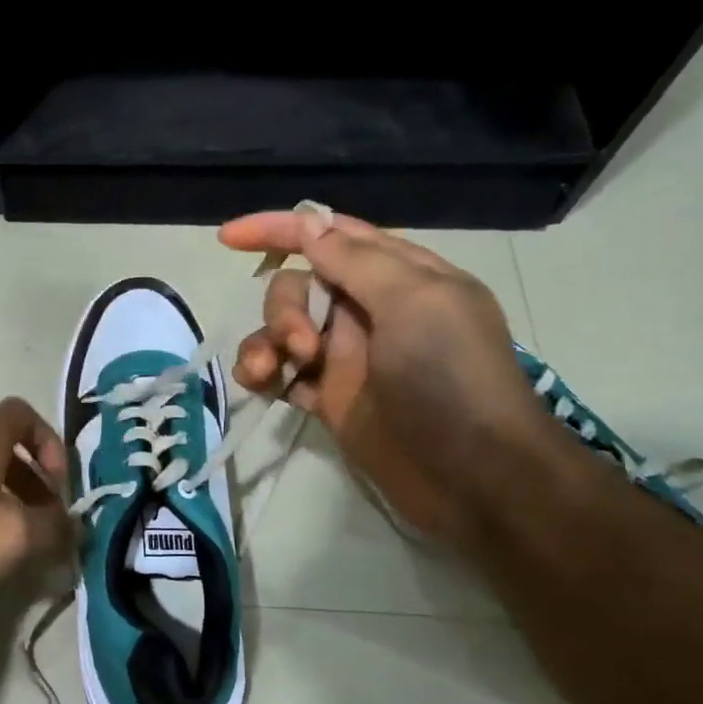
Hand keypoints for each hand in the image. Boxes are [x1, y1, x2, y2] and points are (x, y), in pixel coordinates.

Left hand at [0, 397, 72, 617]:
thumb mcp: (14, 535)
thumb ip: (55, 528)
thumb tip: (76, 528)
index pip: (21, 413)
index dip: (50, 442)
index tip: (59, 486)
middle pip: (4, 452)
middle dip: (35, 486)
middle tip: (48, 526)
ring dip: (10, 509)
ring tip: (22, 551)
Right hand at [219, 208, 555, 545]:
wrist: (473, 478)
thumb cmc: (451, 379)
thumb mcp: (416, 303)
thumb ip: (357, 262)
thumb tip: (308, 225)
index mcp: (399, 276)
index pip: (331, 235)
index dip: (279, 229)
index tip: (229, 238)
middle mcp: (369, 310)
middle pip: (299, 285)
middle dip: (285, 308)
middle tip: (302, 346)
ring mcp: (347, 356)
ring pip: (282, 329)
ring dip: (265, 342)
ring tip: (269, 372)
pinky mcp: (329, 398)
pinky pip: (281, 373)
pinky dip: (262, 374)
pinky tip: (260, 385)